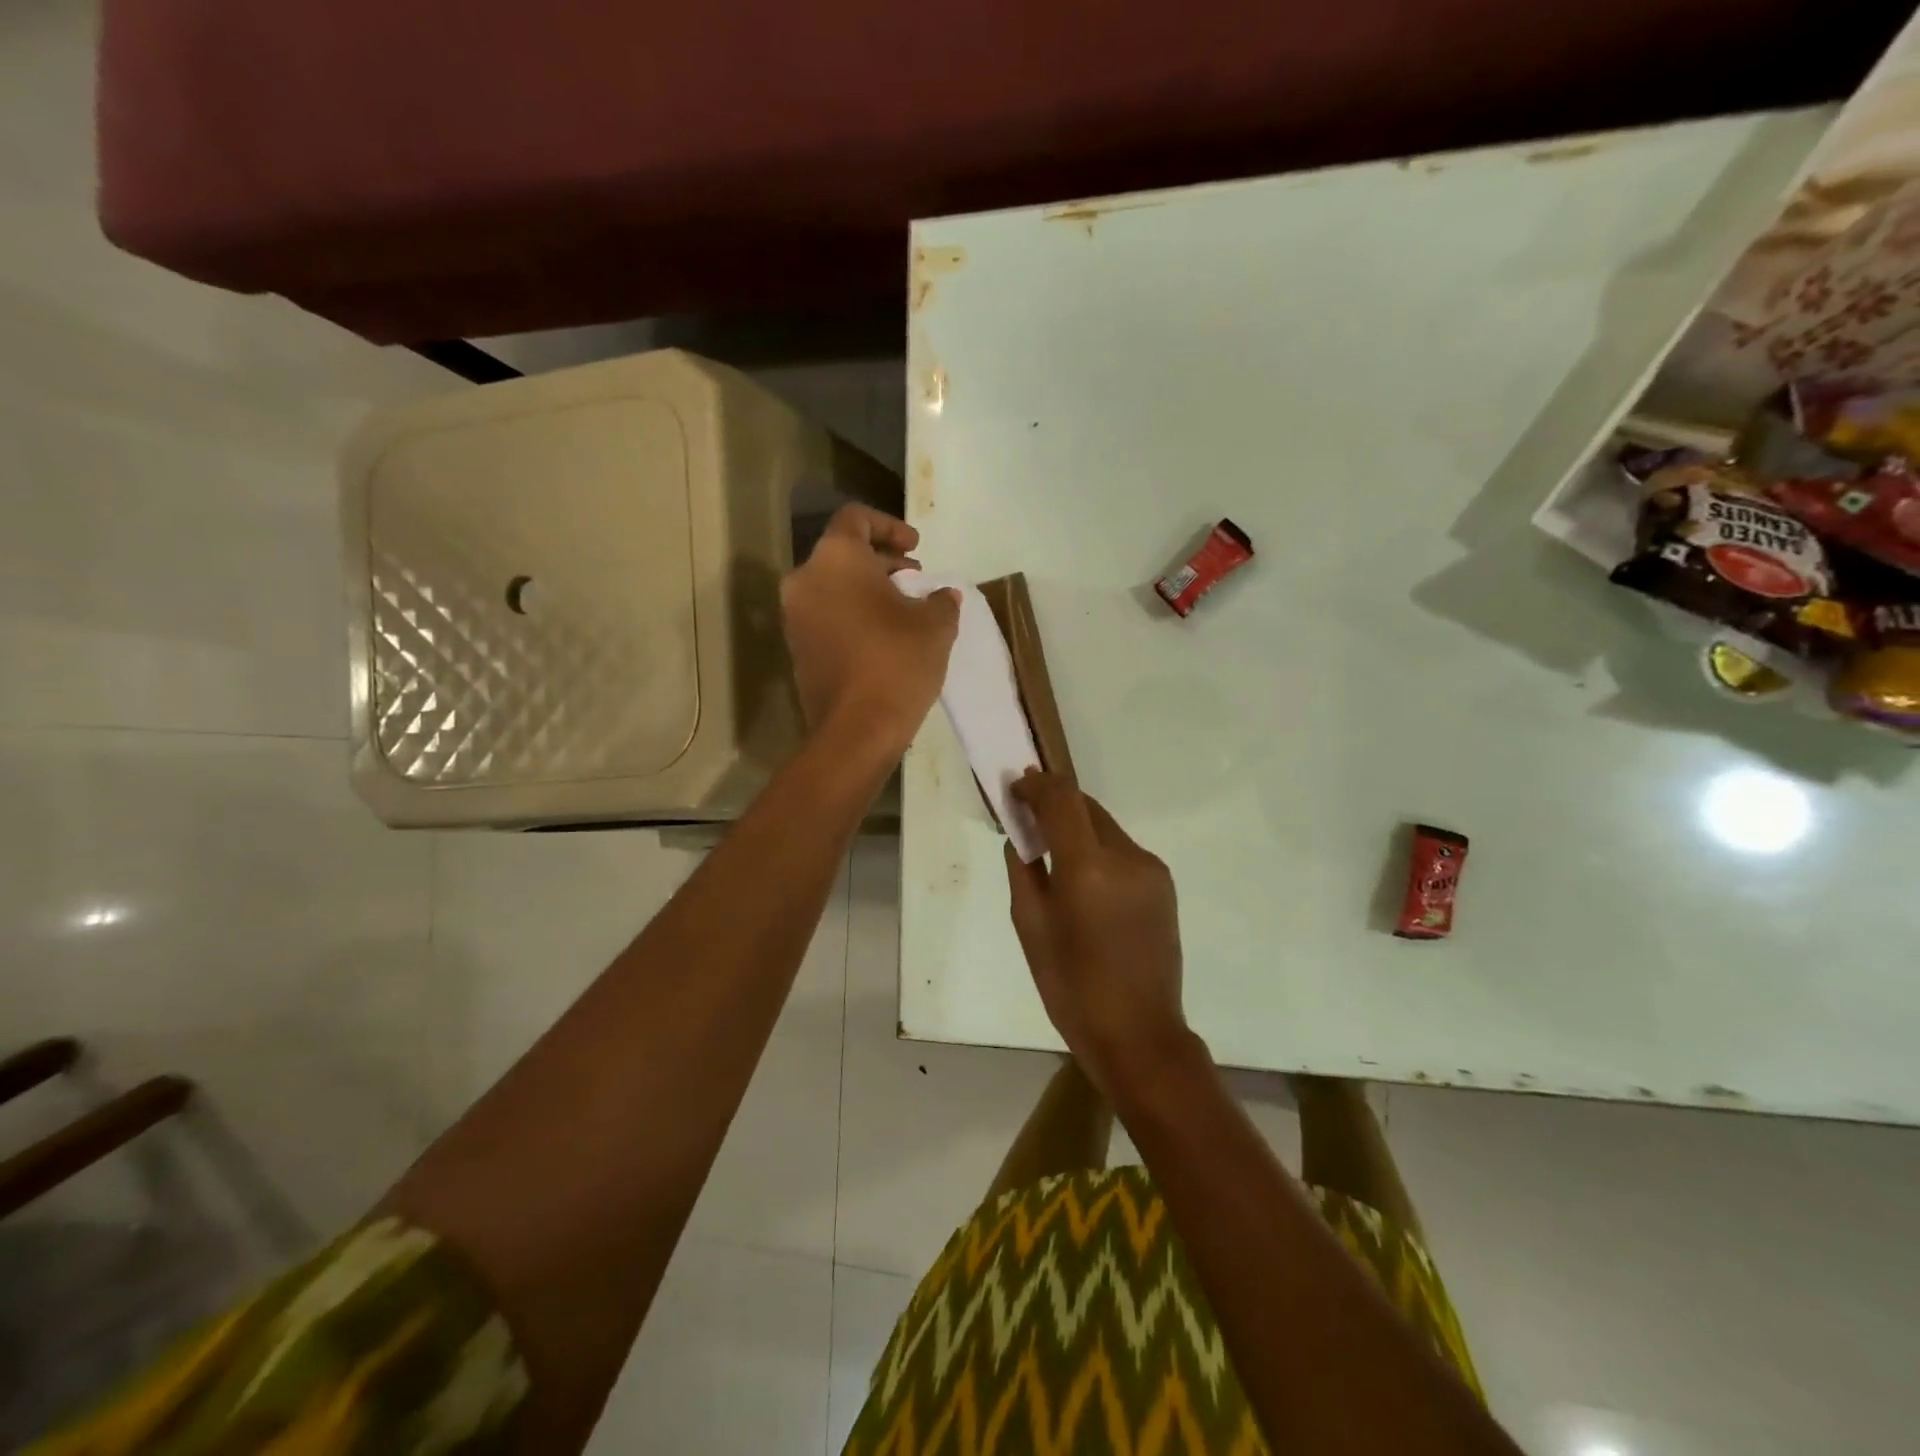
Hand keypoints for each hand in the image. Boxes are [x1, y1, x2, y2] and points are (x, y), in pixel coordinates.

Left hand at [780, 505, 959, 754]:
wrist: (856, 729)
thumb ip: (941, 600)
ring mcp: (795, 616)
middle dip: (881, 561)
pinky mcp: (796, 648)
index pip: (857, 518)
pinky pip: (825, 615)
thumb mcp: (935, 625)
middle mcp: (806, 578)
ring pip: (832, 586)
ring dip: (867, 589)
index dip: (890, 526)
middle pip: (843, 553)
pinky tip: (883, 636)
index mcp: (836, 558)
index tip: (916, 548)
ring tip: (903, 608)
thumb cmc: (897, 662)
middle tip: (914, 579)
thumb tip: (944, 595)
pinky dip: (852, 614)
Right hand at [1004, 771, 1192, 1096]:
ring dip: (1077, 828)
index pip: (1061, 799)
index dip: (1036, 785)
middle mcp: (1126, 856)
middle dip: (1055, 804)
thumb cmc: (1071, 986)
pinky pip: (1122, 851)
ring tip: (1053, 852)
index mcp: (1088, 868)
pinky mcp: (1164, 884)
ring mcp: (1151, 869)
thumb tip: (1022, 836)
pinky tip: (1084, 880)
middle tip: (1027, 816)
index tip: (1016, 787)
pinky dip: (1098, 850)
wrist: (1138, 1033)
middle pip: (1086, 807)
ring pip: (1105, 828)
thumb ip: (1023, 870)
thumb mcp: (1030, 927)